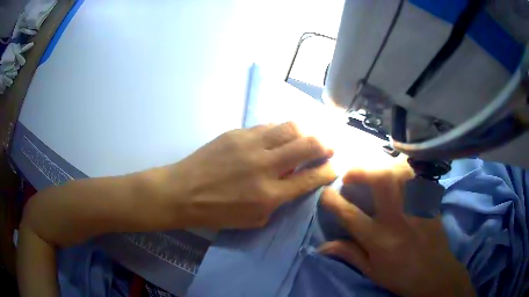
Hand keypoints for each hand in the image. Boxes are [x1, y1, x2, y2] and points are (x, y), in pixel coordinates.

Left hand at [151, 122, 335, 228]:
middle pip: (307, 145)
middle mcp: (265, 165)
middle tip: (329, 147)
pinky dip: (280, 130)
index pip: (310, 177)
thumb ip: (279, 201)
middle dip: (325, 145)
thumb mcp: (254, 220)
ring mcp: (250, 144)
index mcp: (270, 194)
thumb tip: (295, 182)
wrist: (183, 192)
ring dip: (305, 132)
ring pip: (289, 127)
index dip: (328, 171)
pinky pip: (268, 126)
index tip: (335, 167)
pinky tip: (281, 135)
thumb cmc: (217, 213)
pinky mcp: (237, 132)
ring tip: (309, 137)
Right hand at [319, 163, 474, 296]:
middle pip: (380, 180)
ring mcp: (417, 207)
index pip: (350, 214)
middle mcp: (398, 219)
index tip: (326, 193)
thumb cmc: (400, 276)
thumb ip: (349, 254)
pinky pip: (417, 175)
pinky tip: (397, 171)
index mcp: (380, 240)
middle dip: (361, 170)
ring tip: (373, 170)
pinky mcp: (429, 201)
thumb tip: (321, 246)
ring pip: (401, 172)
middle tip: (351, 175)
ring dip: (382, 165)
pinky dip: (404, 168)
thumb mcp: (371, 271)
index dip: (332, 200)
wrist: (435, 274)